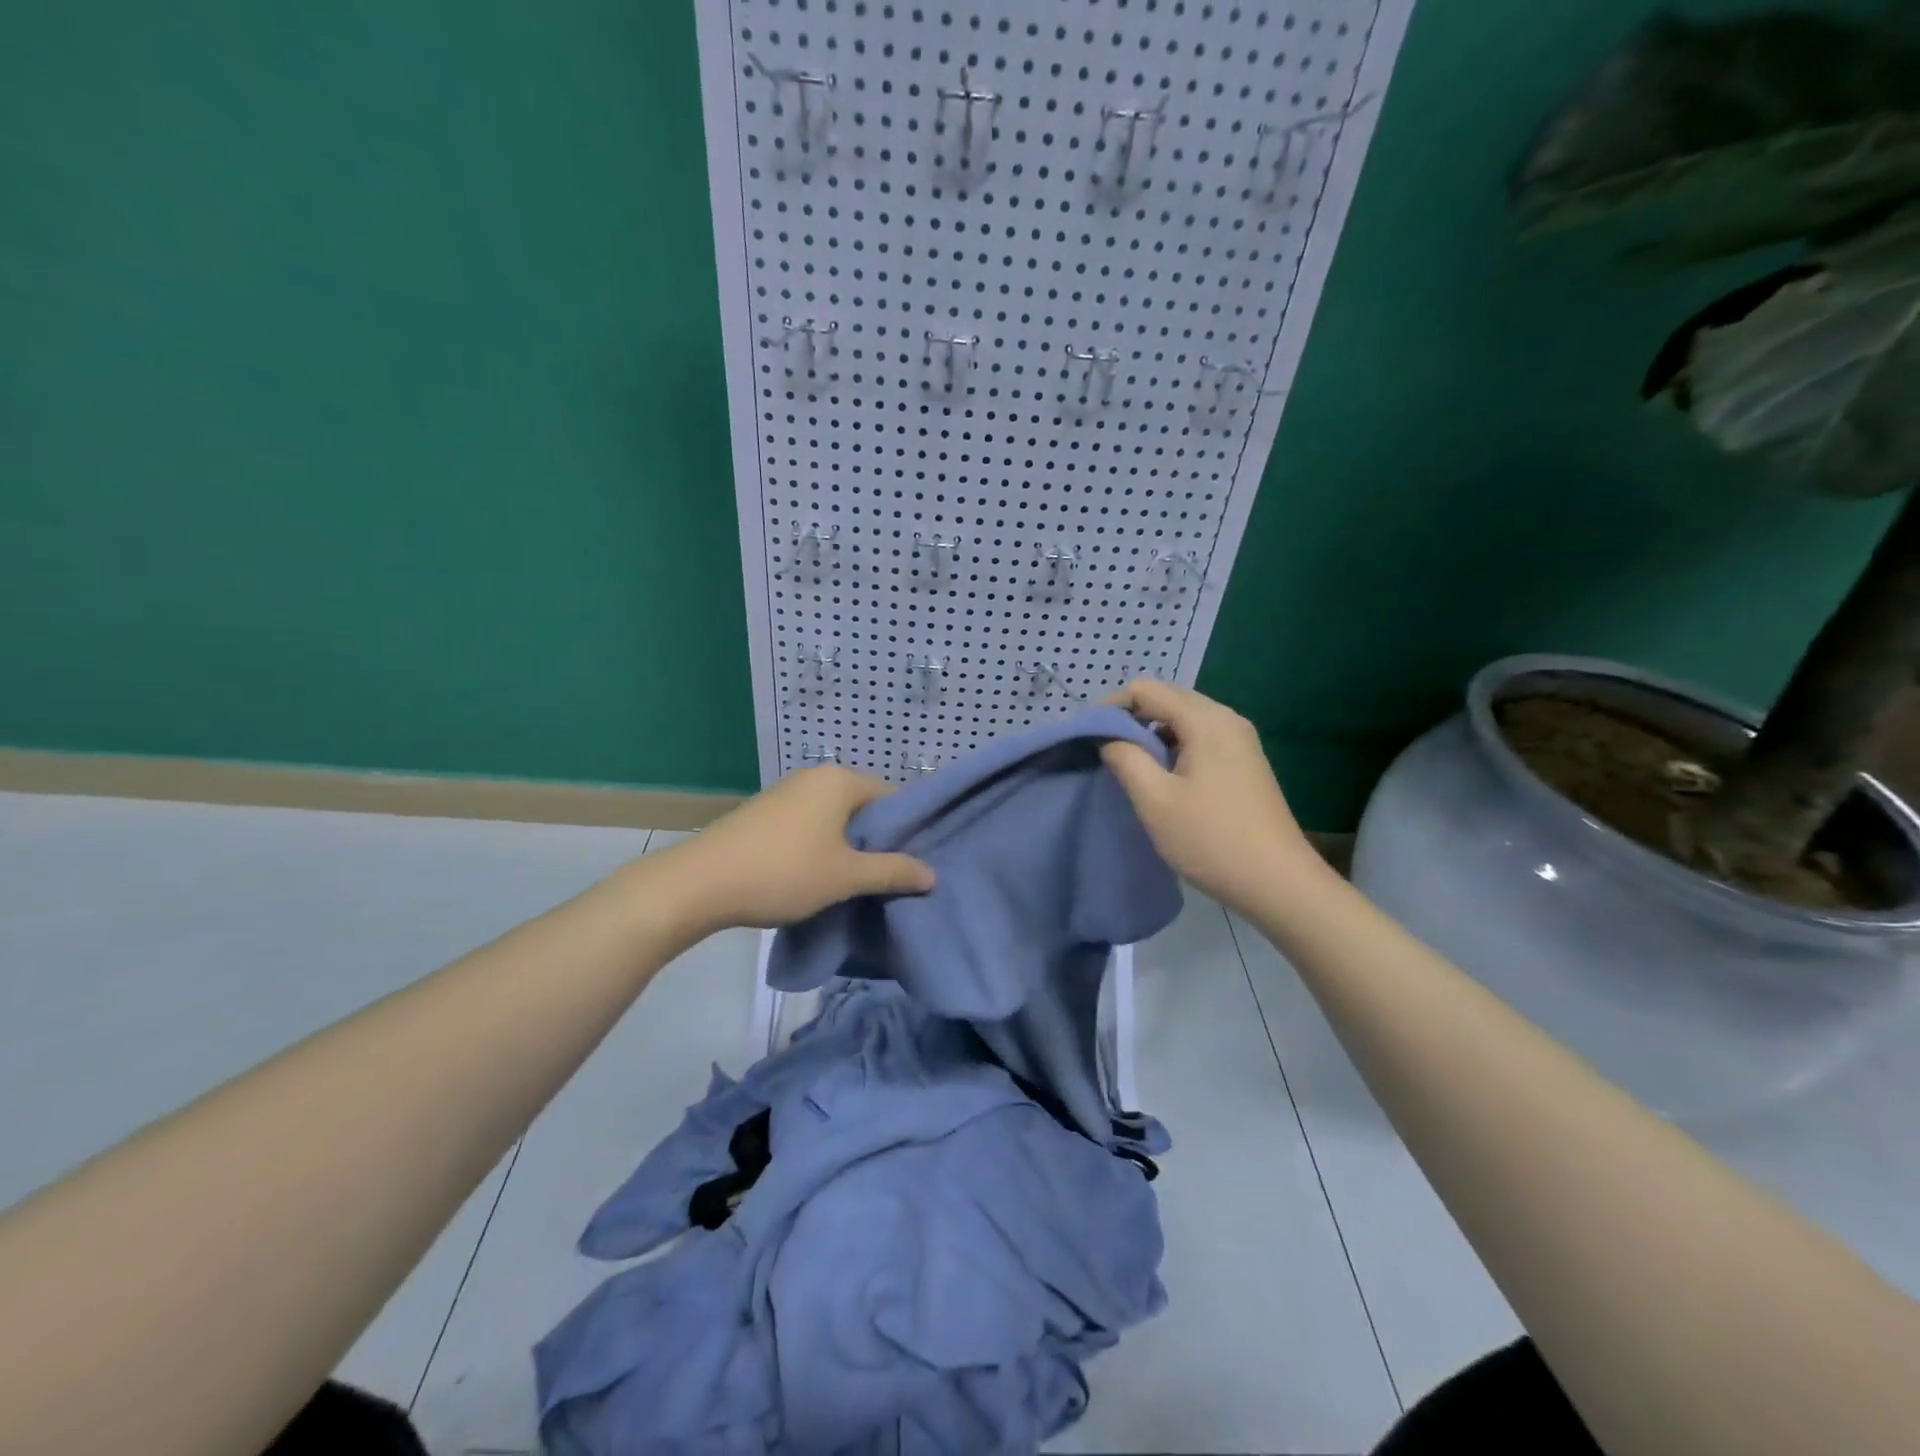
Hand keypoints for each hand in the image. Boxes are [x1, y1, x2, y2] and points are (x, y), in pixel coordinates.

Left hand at [655, 766, 934, 932]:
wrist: (700, 883)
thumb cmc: (784, 872)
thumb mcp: (846, 876)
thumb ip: (892, 872)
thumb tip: (931, 874)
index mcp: (840, 780)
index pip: (893, 796)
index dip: (908, 829)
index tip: (916, 862)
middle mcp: (815, 777)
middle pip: (864, 807)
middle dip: (879, 841)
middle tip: (893, 877)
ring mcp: (787, 793)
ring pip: (836, 818)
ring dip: (849, 847)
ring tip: (859, 882)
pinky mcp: (766, 813)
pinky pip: (811, 825)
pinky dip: (823, 846)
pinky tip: (821, 876)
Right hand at [1101, 679, 1324, 916]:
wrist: (1278, 883)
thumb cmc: (1211, 839)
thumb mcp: (1155, 801)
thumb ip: (1125, 758)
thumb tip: (1108, 737)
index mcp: (1206, 720)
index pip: (1147, 689)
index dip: (1111, 706)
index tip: (1089, 736)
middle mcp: (1227, 719)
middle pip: (1168, 698)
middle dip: (1131, 717)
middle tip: (1104, 749)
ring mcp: (1240, 739)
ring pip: (1184, 718)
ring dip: (1152, 732)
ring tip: (1129, 764)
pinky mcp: (1244, 760)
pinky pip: (1200, 736)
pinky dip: (1173, 745)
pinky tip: (1162, 775)